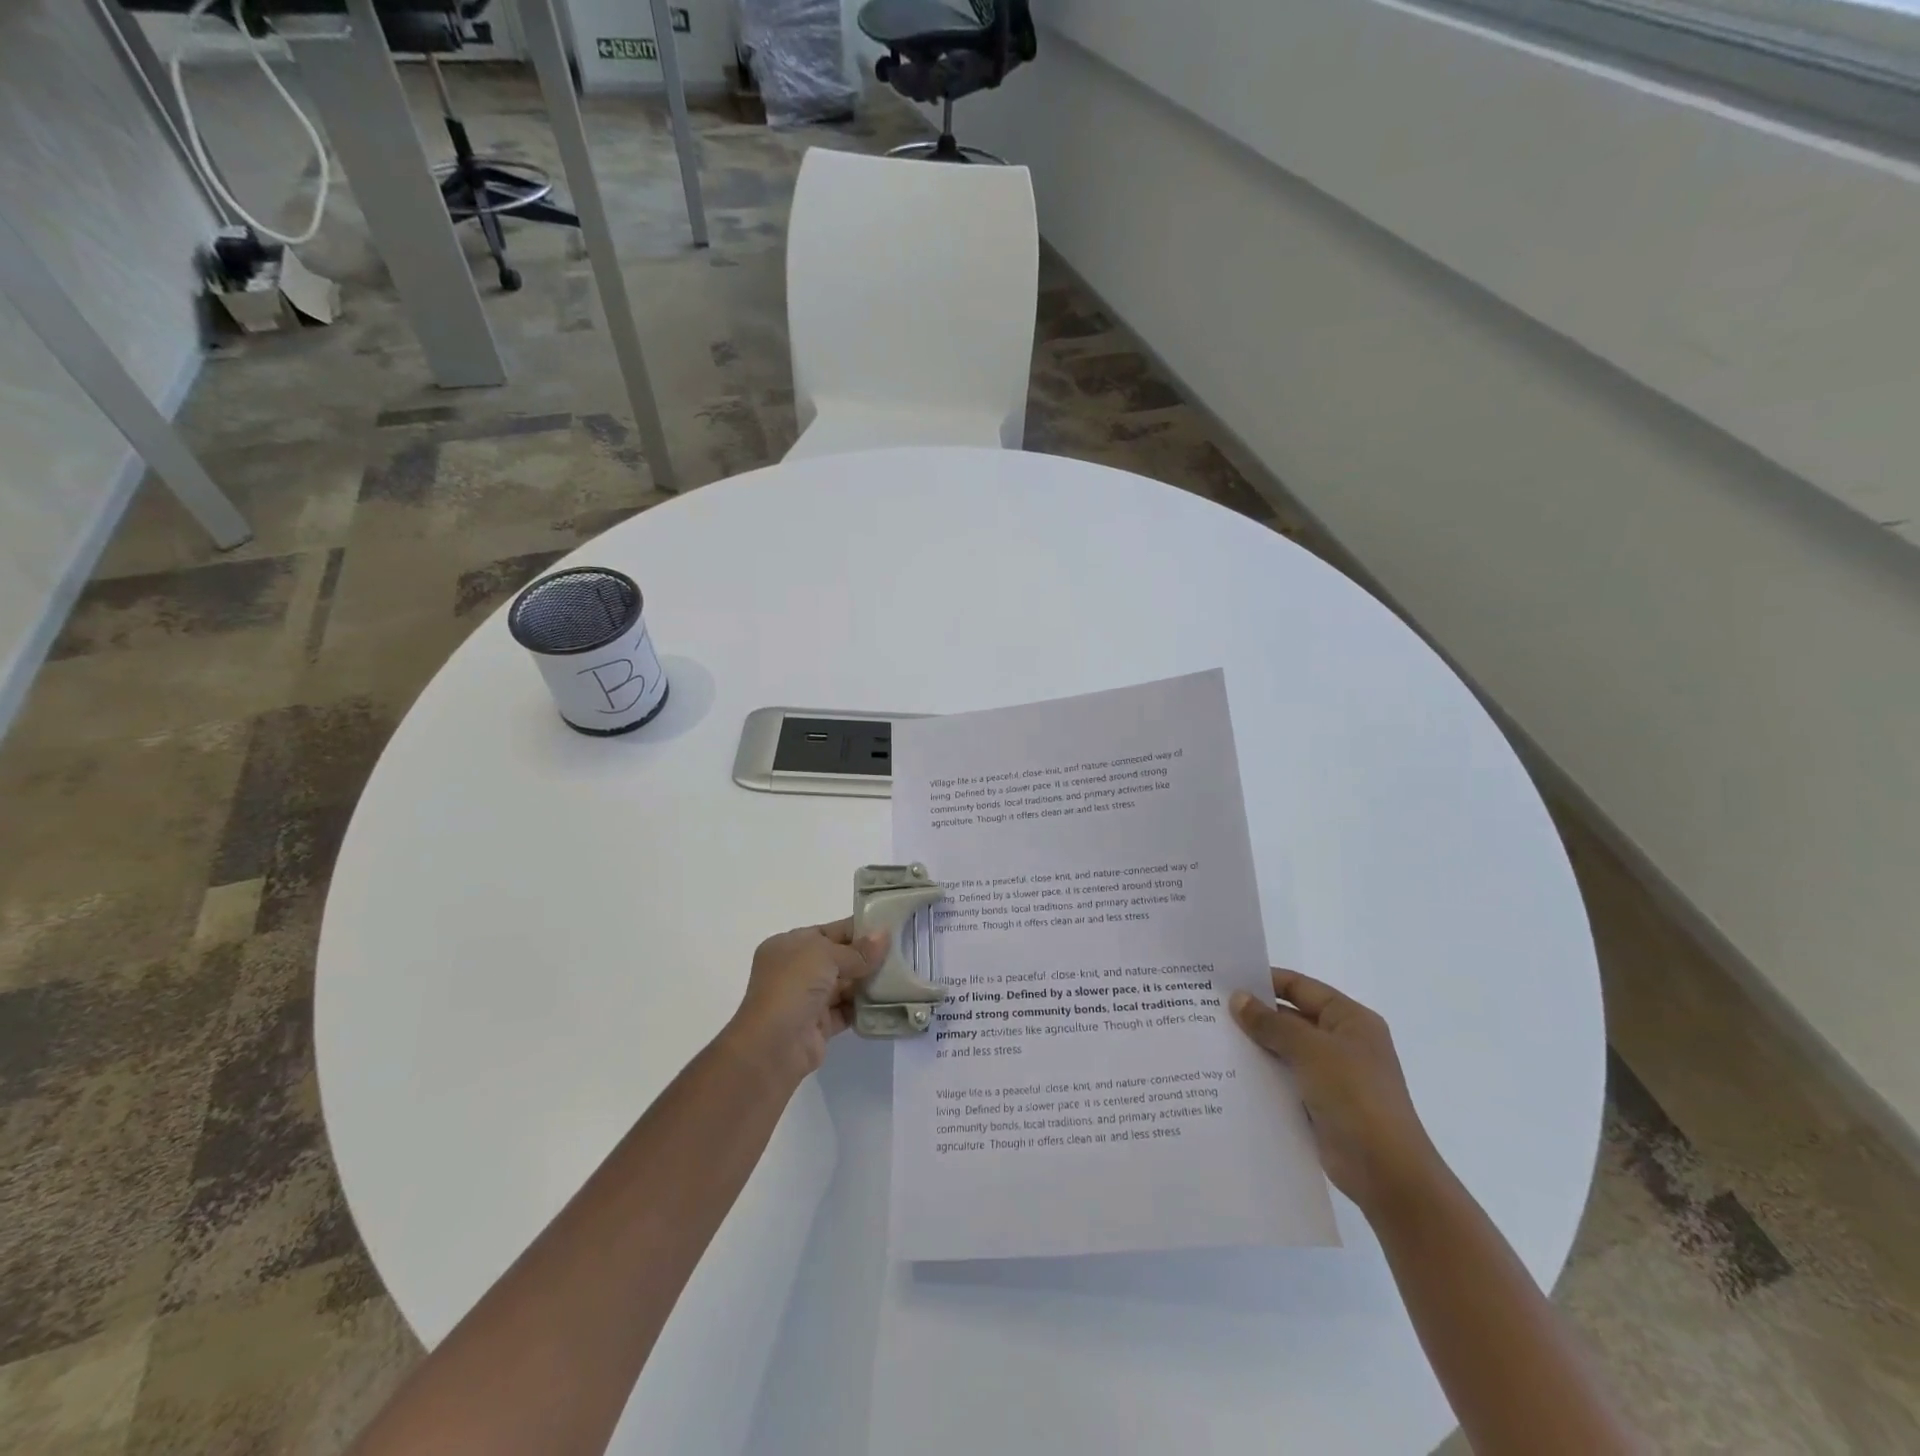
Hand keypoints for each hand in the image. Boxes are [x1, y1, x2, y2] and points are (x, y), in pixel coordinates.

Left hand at [722, 919, 888, 1088]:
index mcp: (788, 946)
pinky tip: (888, 1001)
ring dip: (868, 982)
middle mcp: (795, 971)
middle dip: (866, 956)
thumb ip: (857, 949)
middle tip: (902, 951)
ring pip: (843, 985)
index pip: (827, 932)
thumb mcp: (825, 955)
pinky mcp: (818, 1026)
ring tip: (901, 975)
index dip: (856, 929)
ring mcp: (806, 999)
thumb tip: (884, 935)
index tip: (888, 928)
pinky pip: (846, 1011)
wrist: (773, 1046)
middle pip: (837, 959)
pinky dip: (864, 1007)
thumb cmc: (793, 986)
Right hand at [1231, 970, 1443, 1218]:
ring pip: (1285, 1050)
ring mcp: (1332, 1075)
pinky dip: (1262, 1076)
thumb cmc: (1354, 1096)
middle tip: (1209, 1009)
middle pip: (1291, 1018)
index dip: (1265, 981)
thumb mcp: (1311, 1050)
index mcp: (1350, 1019)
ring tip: (1211, 1039)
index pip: (1300, 987)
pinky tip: (1229, 1074)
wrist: (1386, 1172)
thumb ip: (1271, 1023)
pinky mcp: (1320, 1104)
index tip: (1225, 981)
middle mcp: (1342, 1042)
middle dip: (1254, 1015)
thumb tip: (1237, 998)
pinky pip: (1284, 1080)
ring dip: (1255, 1046)